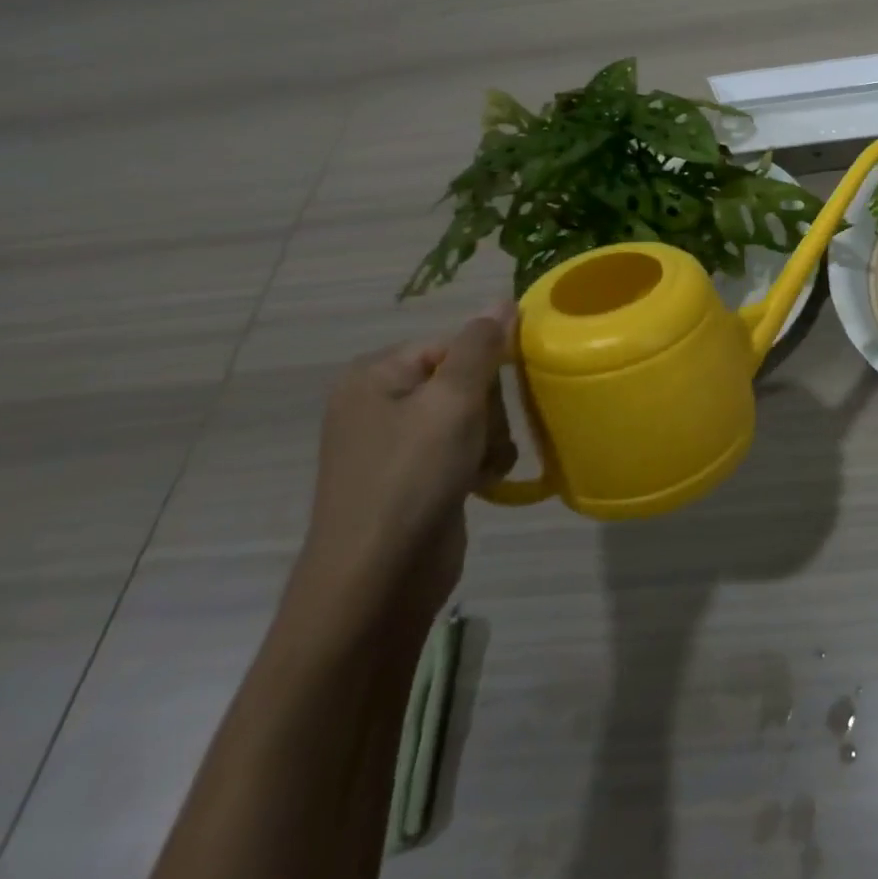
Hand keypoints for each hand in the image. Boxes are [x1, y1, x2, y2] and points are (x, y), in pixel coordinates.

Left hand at [293, 304, 516, 630]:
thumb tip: (502, 300)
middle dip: (490, 408)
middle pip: (464, 378)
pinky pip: (462, 447)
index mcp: (375, 375)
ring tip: (486, 465)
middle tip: (486, 438)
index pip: (455, 344)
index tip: (501, 398)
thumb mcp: (452, 401)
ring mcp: (395, 442)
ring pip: (471, 414)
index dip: (487, 368)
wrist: (378, 578)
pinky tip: (482, 481)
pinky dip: (480, 460)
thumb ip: (481, 346)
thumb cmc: (412, 476)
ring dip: (491, 437)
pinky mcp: (413, 476)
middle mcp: (380, 402)